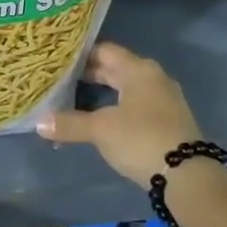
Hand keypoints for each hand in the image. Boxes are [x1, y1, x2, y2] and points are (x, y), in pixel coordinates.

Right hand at [36, 42, 201, 187]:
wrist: (187, 175)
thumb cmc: (141, 139)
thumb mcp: (101, 130)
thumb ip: (70, 123)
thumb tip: (39, 122)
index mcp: (138, 70)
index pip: (104, 50)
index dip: (80, 54)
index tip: (58, 59)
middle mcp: (153, 77)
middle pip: (116, 68)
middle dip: (89, 73)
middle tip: (60, 77)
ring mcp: (163, 98)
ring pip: (126, 86)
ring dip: (103, 90)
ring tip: (74, 96)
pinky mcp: (167, 119)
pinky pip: (135, 103)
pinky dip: (116, 105)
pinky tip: (100, 117)